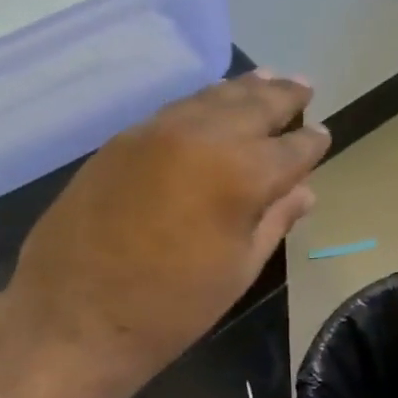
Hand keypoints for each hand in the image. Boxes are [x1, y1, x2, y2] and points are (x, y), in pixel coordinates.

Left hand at [0, 72, 327, 397]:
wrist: (73, 318)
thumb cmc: (171, 308)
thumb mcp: (238, 270)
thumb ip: (274, 220)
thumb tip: (304, 191)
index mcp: (240, 174)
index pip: (291, 148)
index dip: (311, 143)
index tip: (324, 135)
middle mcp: (202, 138)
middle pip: (253, 105)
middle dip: (283, 96)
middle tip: (303, 86)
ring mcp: (155, 133)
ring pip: (211, 98)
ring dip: (244, 89)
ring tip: (267, 79)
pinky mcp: (122, 141)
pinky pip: (175, 110)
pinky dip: (203, 102)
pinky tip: (213, 104)